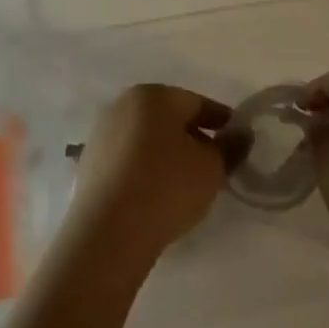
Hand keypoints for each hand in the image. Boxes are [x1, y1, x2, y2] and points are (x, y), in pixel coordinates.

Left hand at [64, 85, 234, 273]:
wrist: (108, 231)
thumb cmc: (167, 186)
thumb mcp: (212, 167)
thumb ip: (230, 147)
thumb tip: (240, 134)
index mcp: (153, 95)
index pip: (197, 103)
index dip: (221, 122)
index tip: (237, 141)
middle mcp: (122, 105)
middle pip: (168, 118)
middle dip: (193, 137)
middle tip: (215, 163)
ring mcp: (101, 134)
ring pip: (146, 138)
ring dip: (167, 153)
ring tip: (187, 182)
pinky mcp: (89, 164)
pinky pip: (128, 159)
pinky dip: (145, 168)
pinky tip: (157, 193)